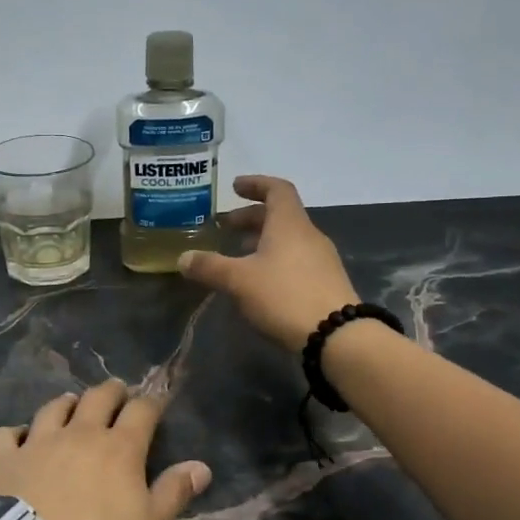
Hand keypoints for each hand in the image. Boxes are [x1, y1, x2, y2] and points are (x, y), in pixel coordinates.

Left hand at [0, 381, 210, 519]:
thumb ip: (175, 492)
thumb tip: (202, 466)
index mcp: (120, 447)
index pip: (142, 410)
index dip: (151, 402)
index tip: (156, 400)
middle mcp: (80, 433)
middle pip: (98, 397)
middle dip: (112, 391)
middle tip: (117, 392)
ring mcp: (38, 441)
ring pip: (54, 408)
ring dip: (66, 403)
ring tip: (71, 405)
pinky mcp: (4, 456)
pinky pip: (6, 433)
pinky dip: (14, 433)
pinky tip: (18, 439)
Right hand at [178, 175, 359, 349]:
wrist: (336, 335)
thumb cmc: (284, 296)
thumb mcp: (239, 281)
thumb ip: (209, 267)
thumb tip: (183, 258)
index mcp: (289, 224)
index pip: (276, 189)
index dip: (256, 184)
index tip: (235, 187)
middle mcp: (309, 235)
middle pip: (280, 216)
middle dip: (251, 218)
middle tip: (226, 226)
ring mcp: (321, 260)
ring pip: (288, 240)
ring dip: (262, 241)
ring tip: (238, 256)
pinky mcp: (325, 283)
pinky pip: (296, 260)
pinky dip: (274, 260)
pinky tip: (259, 282)